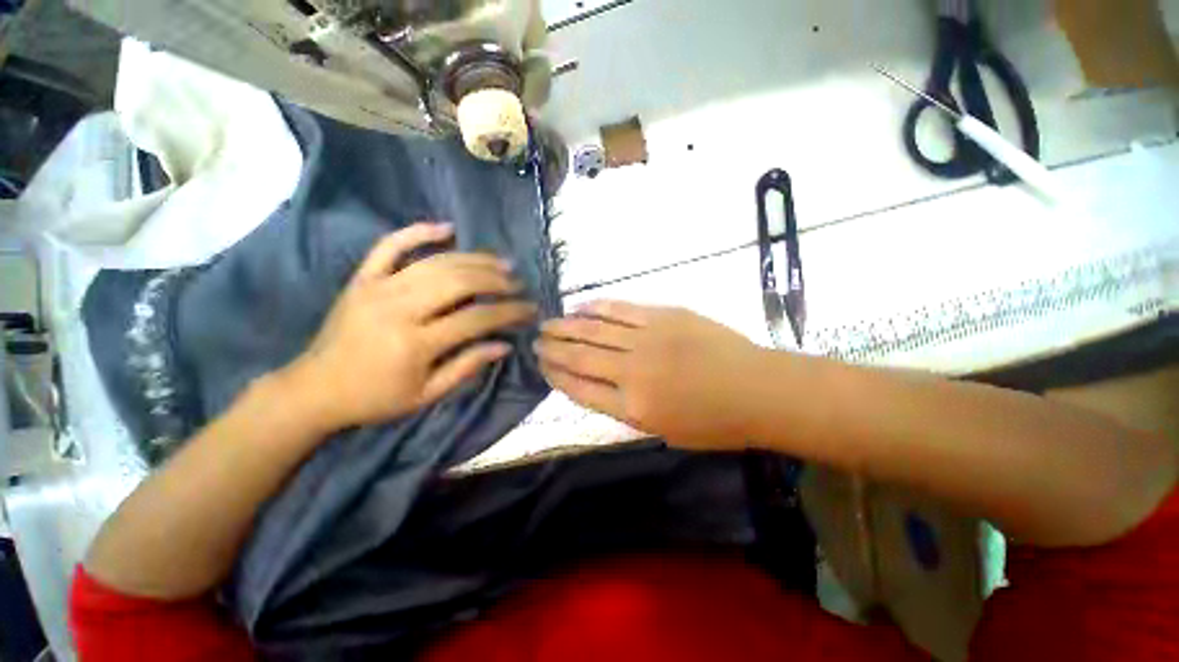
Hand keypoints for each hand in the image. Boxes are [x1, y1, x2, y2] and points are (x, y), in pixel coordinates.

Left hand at [280, 223, 535, 433]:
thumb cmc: (376, 397)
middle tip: (517, 283)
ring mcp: (378, 287)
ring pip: (436, 262)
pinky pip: (390, 245)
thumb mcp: (427, 394)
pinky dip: (419, 231)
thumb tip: (504, 344)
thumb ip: (467, 366)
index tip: (528, 309)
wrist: (315, 389)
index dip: (508, 312)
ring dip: (474, 259)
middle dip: (496, 280)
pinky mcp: (362, 278)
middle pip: (459, 282)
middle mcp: (399, 308)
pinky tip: (447, 228)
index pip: (476, 318)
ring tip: (500, 263)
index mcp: (415, 343)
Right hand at [536, 301, 762, 448]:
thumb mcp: (664, 431)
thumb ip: (627, 409)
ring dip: (566, 326)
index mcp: (632, 408)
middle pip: (580, 356)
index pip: (580, 388)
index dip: (556, 375)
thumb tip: (599, 386)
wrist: (758, 390)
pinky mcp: (662, 316)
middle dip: (553, 349)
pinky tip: (581, 307)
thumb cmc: (715, 422)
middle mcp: (632, 372)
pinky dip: (597, 308)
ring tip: (548, 323)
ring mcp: (646, 340)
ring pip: (594, 330)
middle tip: (535, 341)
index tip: (541, 366)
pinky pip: (621, 310)